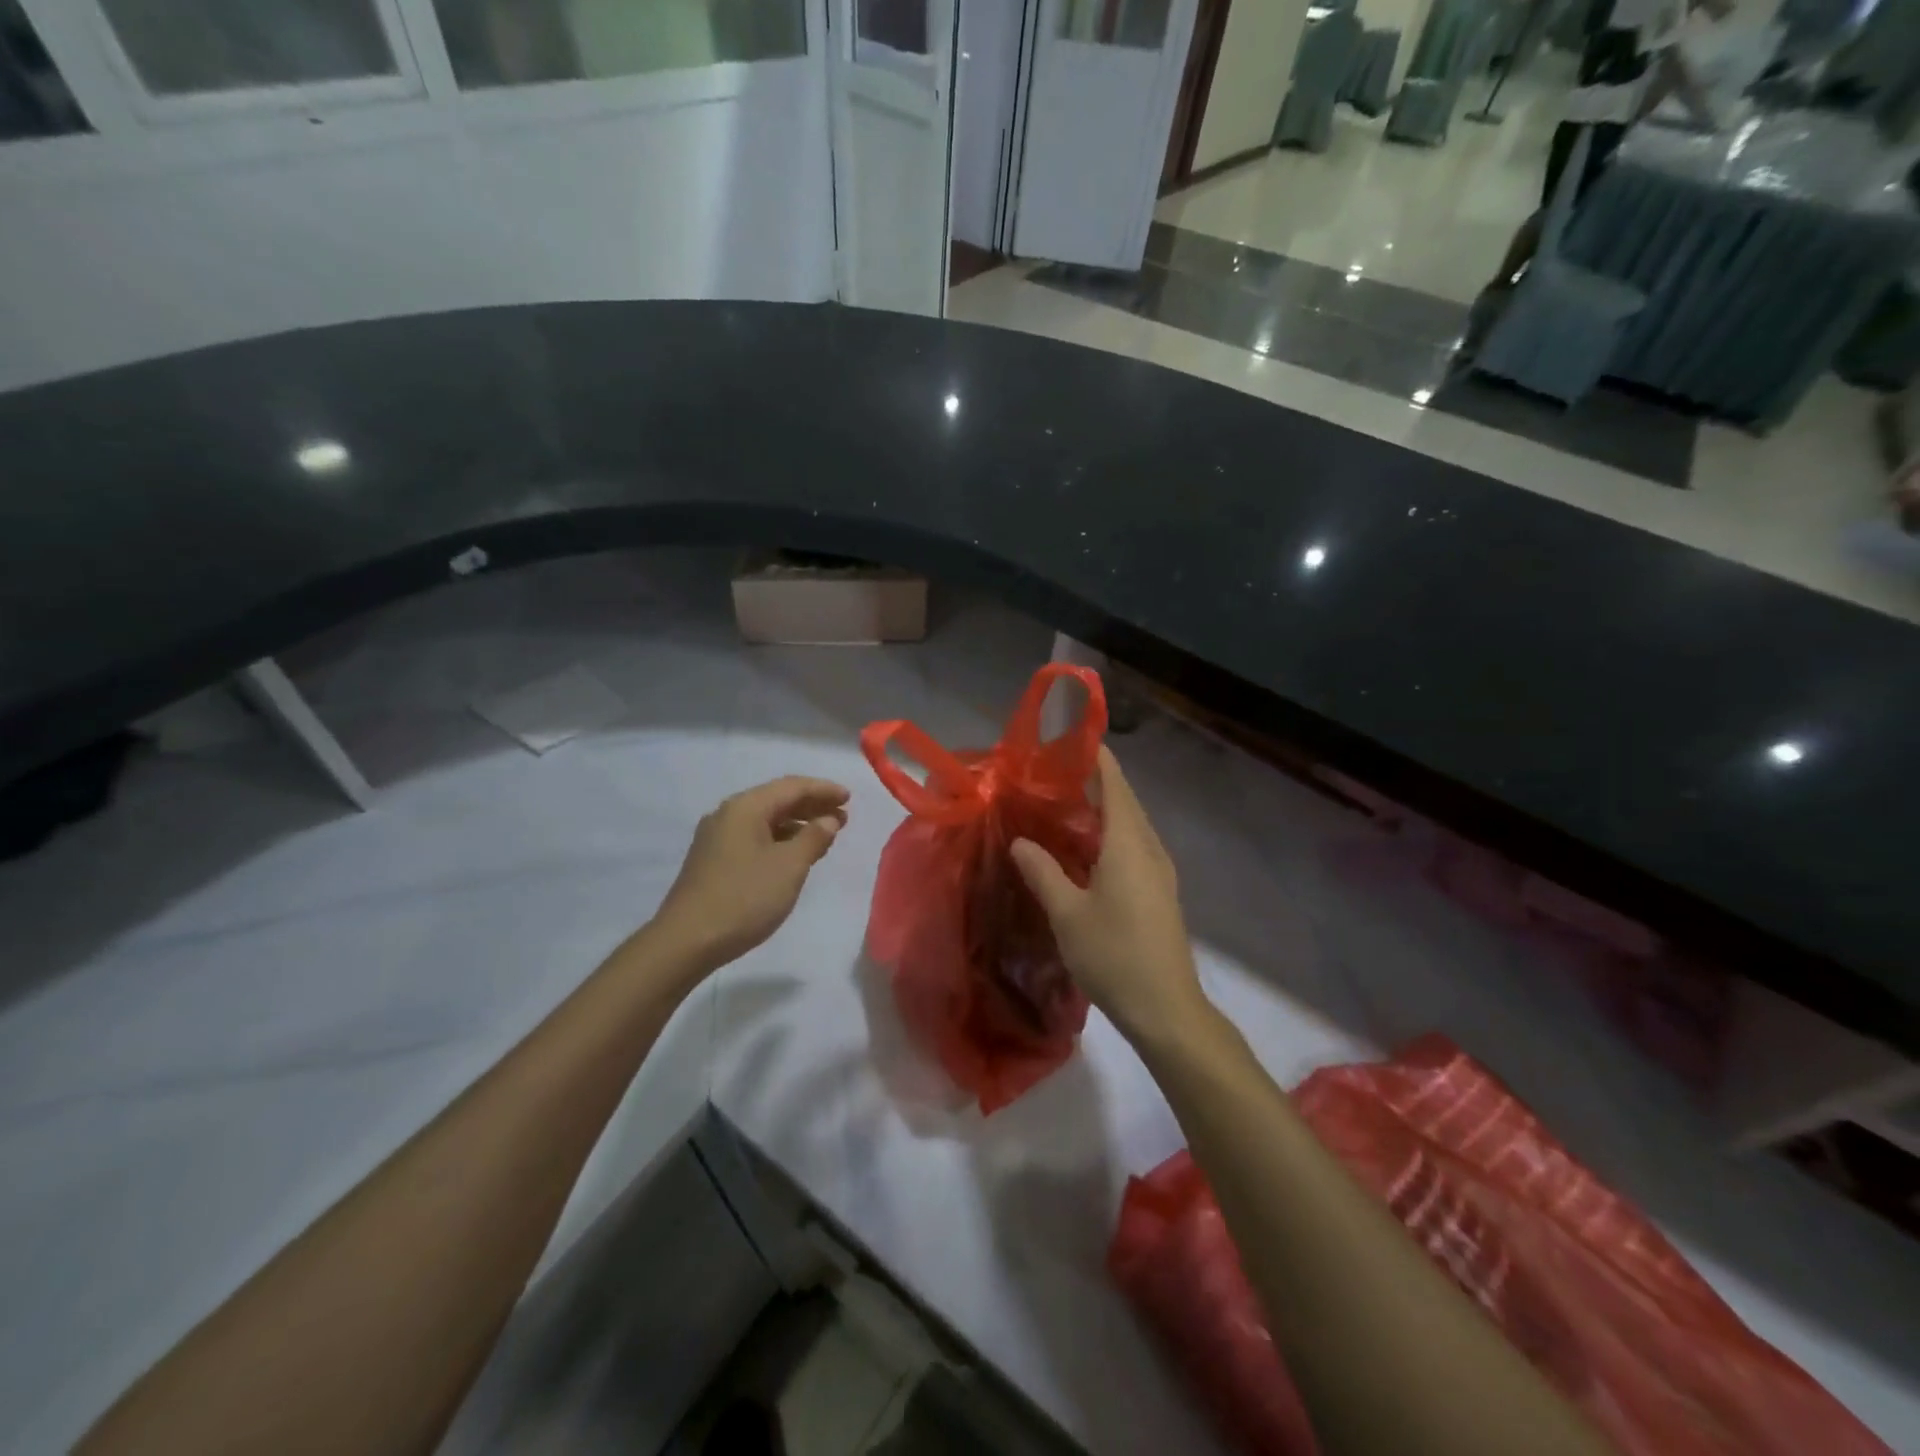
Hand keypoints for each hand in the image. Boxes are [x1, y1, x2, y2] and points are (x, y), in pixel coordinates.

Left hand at [650, 776, 849, 976]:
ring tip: (825, 836)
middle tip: (844, 817)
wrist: (686, 941)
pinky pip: (754, 837)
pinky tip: (795, 855)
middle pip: (777, 800)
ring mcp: (717, 838)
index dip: (823, 790)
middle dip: (812, 806)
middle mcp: (728, 815)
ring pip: (765, 820)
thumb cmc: (744, 898)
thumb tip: (829, 819)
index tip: (850, 798)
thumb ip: (813, 838)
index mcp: (745, 807)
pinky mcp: (713, 860)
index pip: (792, 787)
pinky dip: (780, 840)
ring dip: (797, 824)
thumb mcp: (789, 867)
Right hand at [1010, 746, 1208, 1043]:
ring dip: (1102, 808)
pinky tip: (1084, 848)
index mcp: (1128, 844)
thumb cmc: (1114, 955)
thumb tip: (1020, 841)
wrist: (1166, 1009)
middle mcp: (1149, 848)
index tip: (1067, 740)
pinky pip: (1133, 846)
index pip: (1114, 784)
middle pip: (1124, 800)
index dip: (1095, 758)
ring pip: (1130, 825)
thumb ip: (1042, 871)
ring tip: (1062, 803)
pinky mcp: (1159, 891)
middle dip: (1094, 781)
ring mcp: (1159, 871)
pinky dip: (1109, 834)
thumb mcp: (1067, 914)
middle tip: (1051, 773)